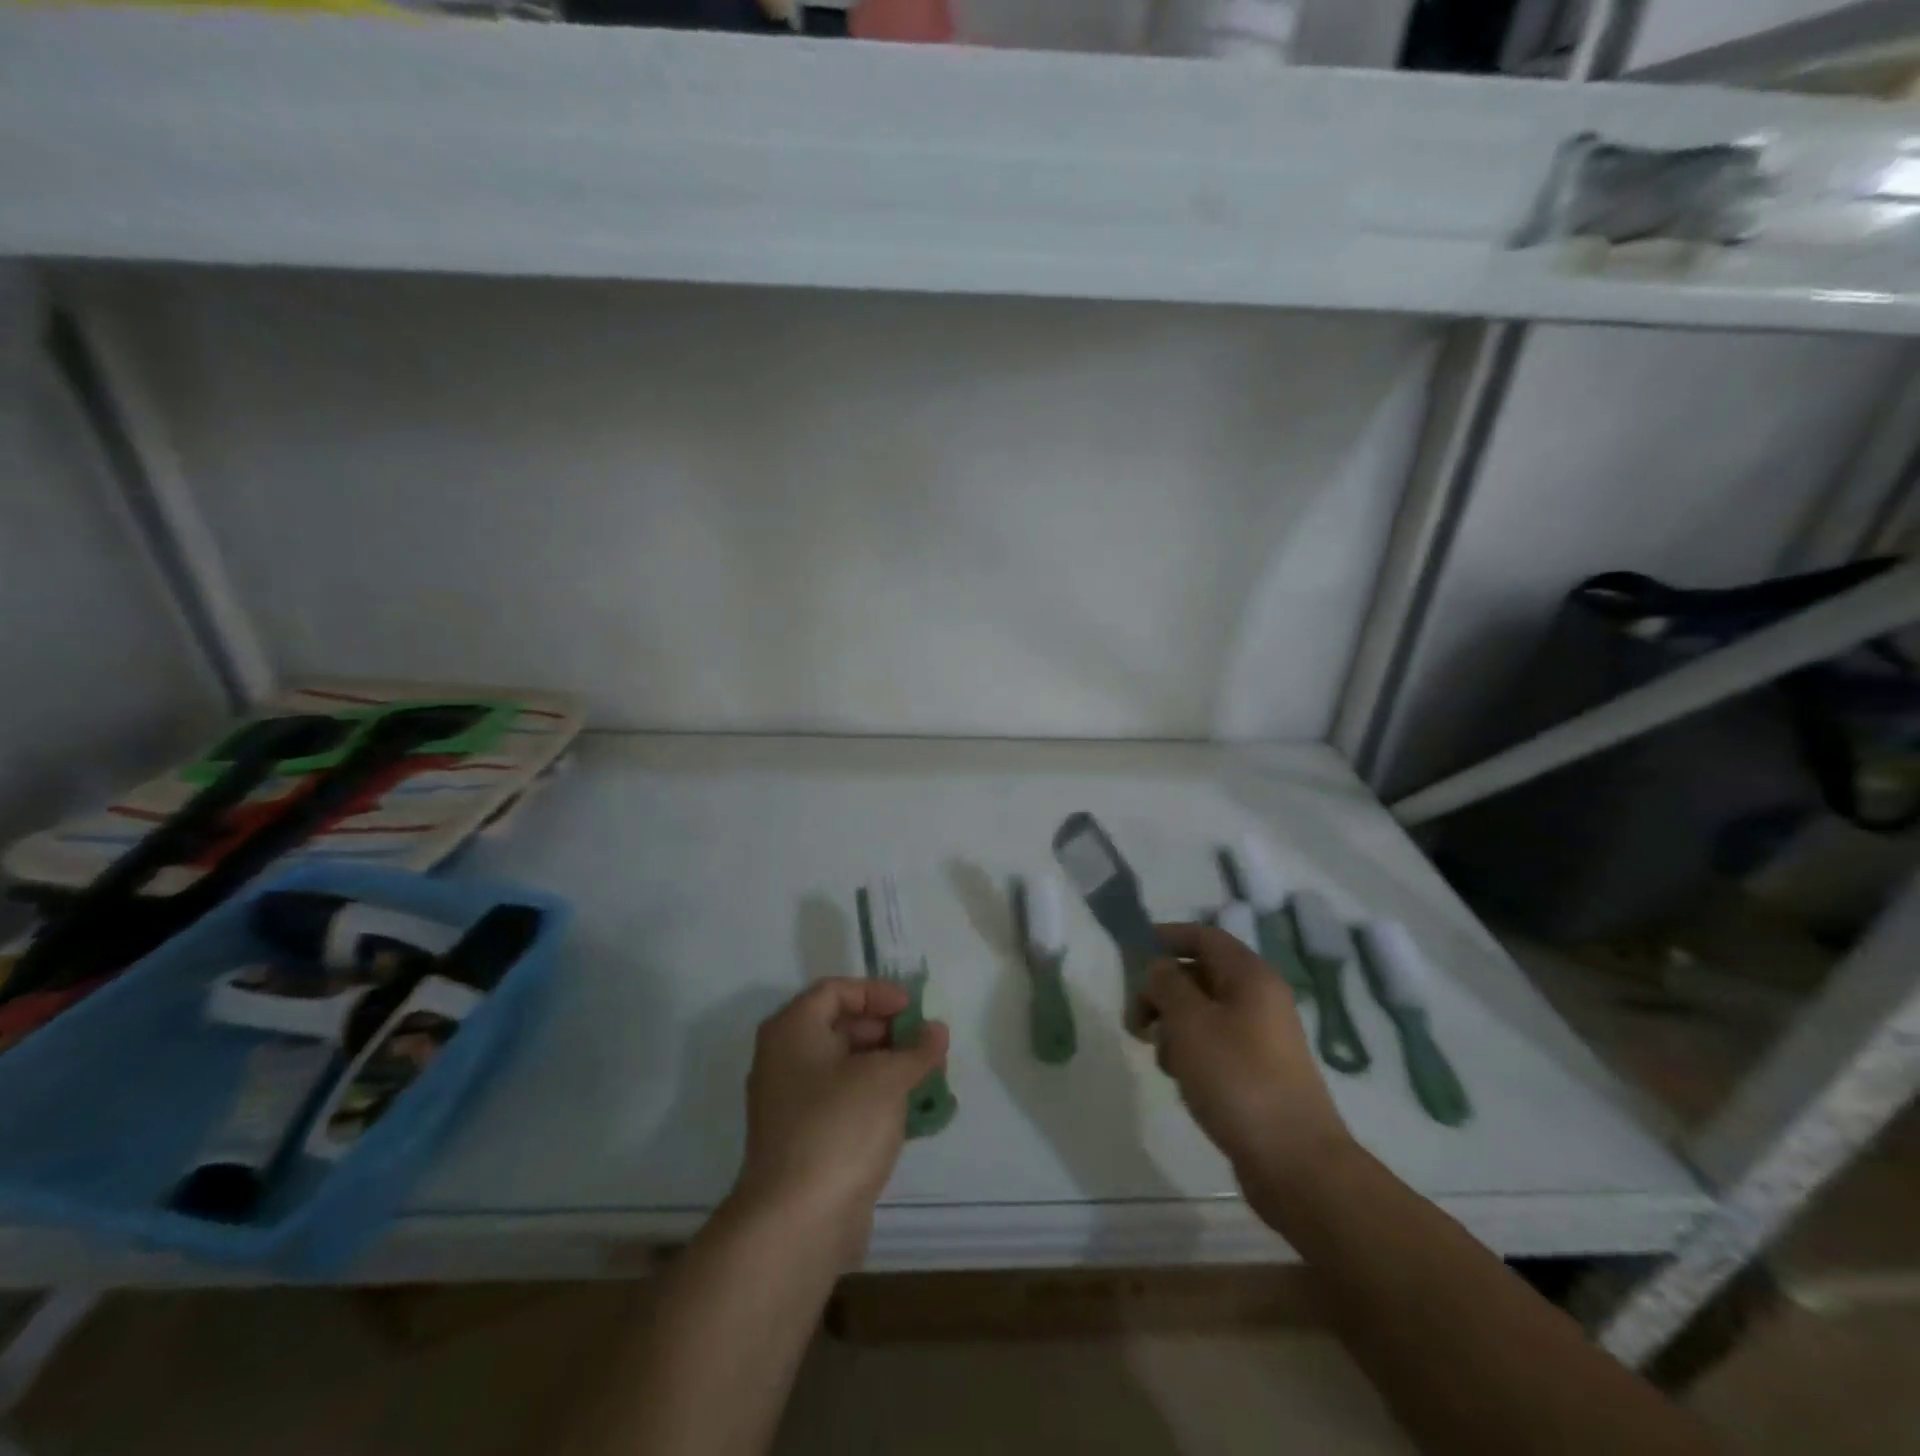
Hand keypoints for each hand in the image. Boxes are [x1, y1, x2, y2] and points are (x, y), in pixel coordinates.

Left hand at [733, 979, 949, 1264]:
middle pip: (839, 1026)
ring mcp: (790, 1102)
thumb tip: (936, 1031)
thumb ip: (917, 1049)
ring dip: (886, 1066)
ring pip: (843, 1067)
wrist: (797, 1223)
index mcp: (792, 1030)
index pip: (836, 991)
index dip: (877, 993)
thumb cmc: (840, 1127)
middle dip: (887, 1032)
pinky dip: (873, 1098)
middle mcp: (783, 1059)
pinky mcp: (803, 1139)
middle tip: (925, 1044)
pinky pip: (842, 1101)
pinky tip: (908, 1111)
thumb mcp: (887, 1078)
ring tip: (926, 1076)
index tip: (913, 1009)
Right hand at [1142, 923, 1351, 1186]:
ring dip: (1174, 1025)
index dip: (1168, 937)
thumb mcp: (1189, 1022)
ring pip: (1203, 1012)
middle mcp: (1260, 998)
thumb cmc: (1237, 1079)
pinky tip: (1182, 1078)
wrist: (1294, 1162)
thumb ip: (1167, 984)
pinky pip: (1215, 1043)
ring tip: (1161, 1057)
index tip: (1133, 951)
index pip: (1205, 936)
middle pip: (1200, 974)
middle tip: (1134, 1019)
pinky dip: (1191, 1050)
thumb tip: (1159, 968)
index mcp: (1250, 976)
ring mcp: (1262, 1036)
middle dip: (1162, 990)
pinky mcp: (1258, 1070)